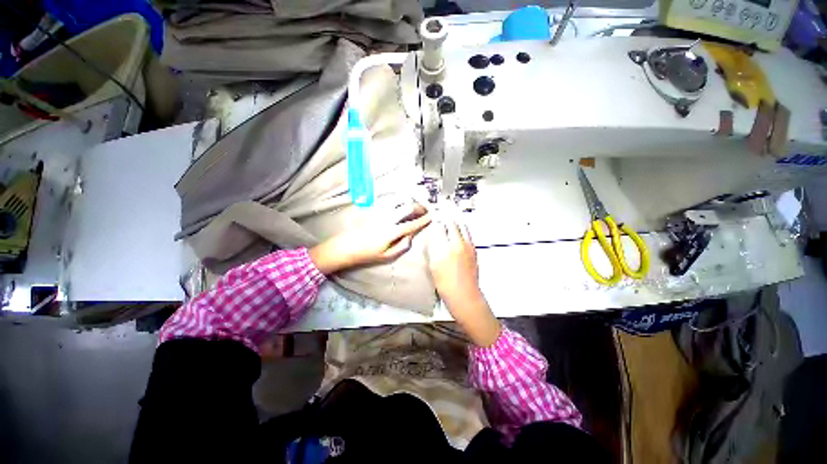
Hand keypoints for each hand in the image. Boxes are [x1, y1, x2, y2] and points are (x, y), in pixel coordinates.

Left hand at [310, 202, 430, 274]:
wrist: (345, 246)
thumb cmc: (367, 254)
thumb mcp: (387, 256)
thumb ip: (402, 246)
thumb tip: (410, 236)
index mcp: (392, 232)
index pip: (412, 224)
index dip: (423, 220)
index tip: (431, 217)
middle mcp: (387, 219)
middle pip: (407, 208)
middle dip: (419, 207)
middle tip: (424, 210)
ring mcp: (380, 213)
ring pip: (399, 201)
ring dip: (409, 202)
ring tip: (414, 206)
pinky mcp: (373, 210)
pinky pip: (389, 202)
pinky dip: (398, 201)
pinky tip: (401, 204)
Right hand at [427, 218, 500, 346]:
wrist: (464, 295)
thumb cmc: (445, 284)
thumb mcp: (433, 265)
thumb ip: (433, 247)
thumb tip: (434, 235)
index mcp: (444, 249)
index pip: (439, 227)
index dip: (436, 221)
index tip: (433, 218)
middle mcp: (457, 244)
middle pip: (452, 223)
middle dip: (446, 218)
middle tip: (441, 214)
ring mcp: (468, 246)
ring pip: (462, 226)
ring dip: (455, 222)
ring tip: (450, 221)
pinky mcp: (474, 250)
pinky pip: (468, 234)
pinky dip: (462, 229)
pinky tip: (457, 233)